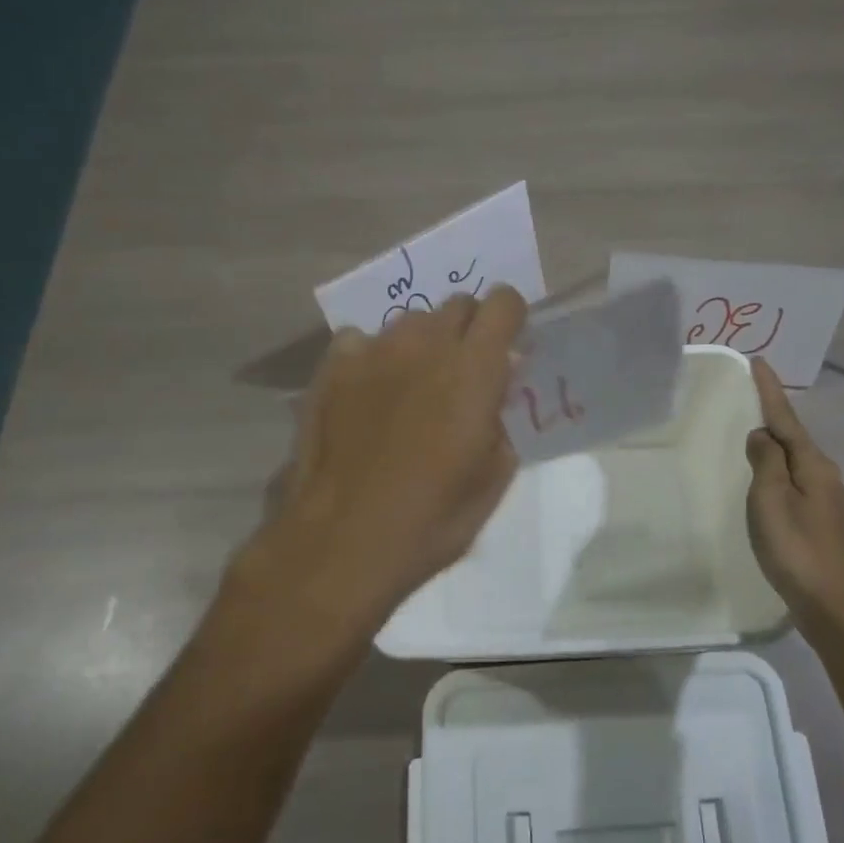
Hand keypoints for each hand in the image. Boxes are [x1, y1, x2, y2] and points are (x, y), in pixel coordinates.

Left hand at [231, 286, 526, 640]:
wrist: (343, 540)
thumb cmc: (432, 518)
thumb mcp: (493, 475)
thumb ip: (502, 415)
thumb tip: (499, 383)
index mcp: (474, 368)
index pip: (503, 302)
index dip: (510, 318)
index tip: (508, 346)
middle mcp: (425, 343)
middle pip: (458, 304)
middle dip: (469, 330)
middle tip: (462, 373)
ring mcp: (374, 349)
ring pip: (411, 322)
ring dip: (422, 344)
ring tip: (412, 387)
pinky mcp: (333, 365)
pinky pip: (363, 340)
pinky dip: (373, 358)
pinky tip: (367, 395)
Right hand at [745, 357, 843, 628]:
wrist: (834, 606)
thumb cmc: (797, 548)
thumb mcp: (771, 499)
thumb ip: (766, 461)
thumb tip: (763, 435)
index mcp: (813, 464)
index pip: (786, 417)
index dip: (770, 390)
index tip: (759, 361)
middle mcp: (825, 475)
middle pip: (794, 436)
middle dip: (773, 414)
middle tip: (749, 395)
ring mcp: (827, 499)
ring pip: (795, 461)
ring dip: (775, 445)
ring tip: (752, 434)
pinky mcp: (822, 521)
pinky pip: (795, 481)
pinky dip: (778, 471)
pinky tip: (766, 480)